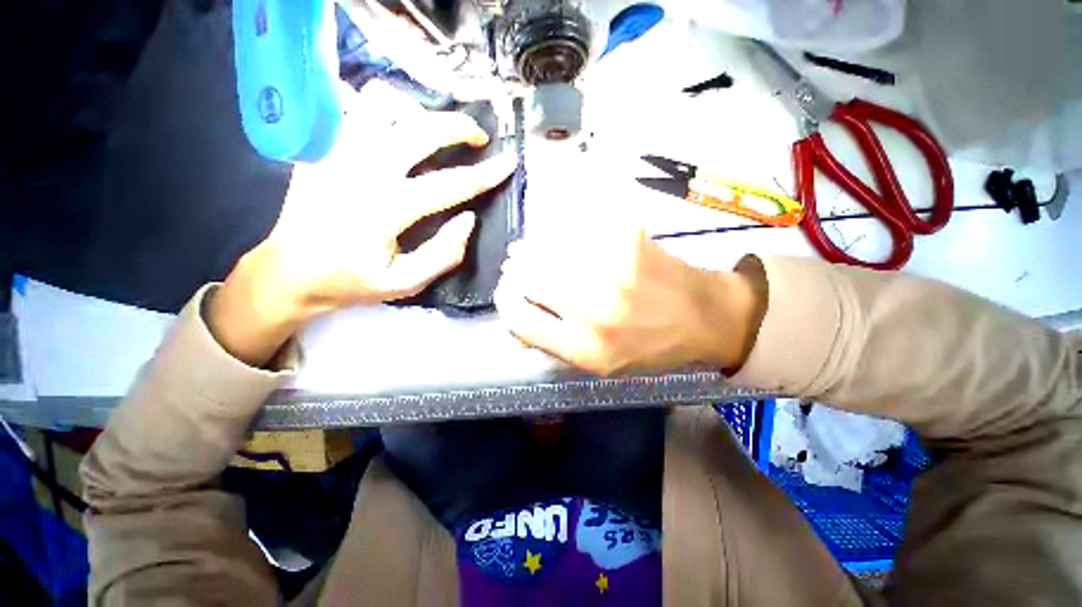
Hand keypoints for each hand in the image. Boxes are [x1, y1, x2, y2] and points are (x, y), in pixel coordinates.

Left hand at [210, 82, 514, 364]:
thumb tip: (469, 220)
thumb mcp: (405, 283)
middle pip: (420, 129)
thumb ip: (443, 254)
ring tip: (432, 130)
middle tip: (478, 136)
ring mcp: (337, 151)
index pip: (450, 184)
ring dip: (417, 111)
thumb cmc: (350, 282)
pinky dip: (380, 108)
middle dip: (458, 127)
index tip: (508, 162)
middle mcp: (363, 170)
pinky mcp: (320, 145)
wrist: (288, 272)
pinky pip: (352, 106)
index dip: (485, 174)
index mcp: (387, 209)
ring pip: (383, 103)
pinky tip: (393, 126)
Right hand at [494, 229, 765, 374]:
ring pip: (545, 248)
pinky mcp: (624, 239)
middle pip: (528, 278)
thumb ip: (556, 346)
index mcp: (585, 348)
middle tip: (517, 268)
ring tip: (530, 250)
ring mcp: (610, 269)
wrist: (704, 315)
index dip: (506, 303)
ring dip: (531, 249)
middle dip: (516, 273)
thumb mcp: (601, 365)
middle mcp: (593, 310)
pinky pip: (572, 229)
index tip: (507, 294)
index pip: (519, 320)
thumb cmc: (651, 346)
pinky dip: (557, 233)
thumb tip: (518, 321)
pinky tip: (559, 238)